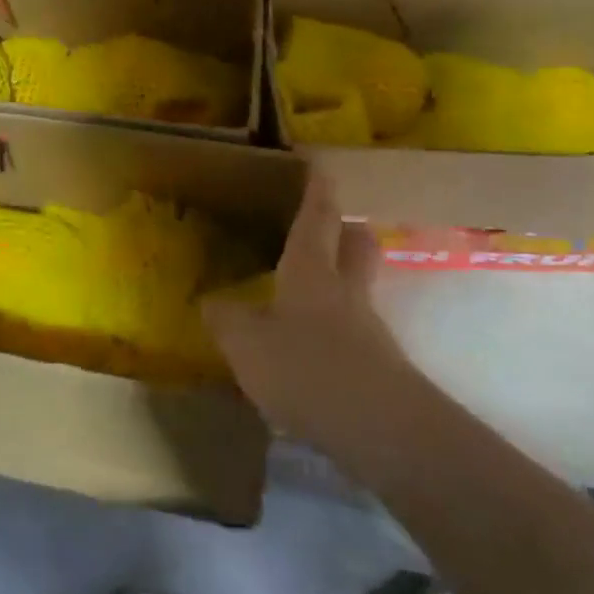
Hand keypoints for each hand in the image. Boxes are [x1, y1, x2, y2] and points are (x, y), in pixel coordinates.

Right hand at [202, 176, 413, 469]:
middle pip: (355, 245)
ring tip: (308, 294)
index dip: (316, 190)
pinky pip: (357, 332)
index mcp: (310, 269)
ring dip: (342, 282)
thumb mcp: (246, 343)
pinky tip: (314, 351)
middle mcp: (345, 290)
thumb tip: (211, 303)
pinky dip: (338, 329)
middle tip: (329, 226)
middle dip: (345, 230)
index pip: (317, 217)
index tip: (318, 165)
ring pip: (359, 288)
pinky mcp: (381, 367)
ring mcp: (369, 328)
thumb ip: (226, 320)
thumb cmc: (306, 367)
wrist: (381, 429)